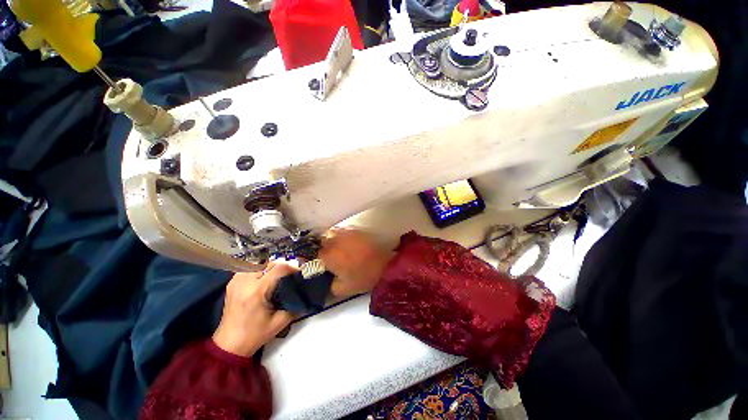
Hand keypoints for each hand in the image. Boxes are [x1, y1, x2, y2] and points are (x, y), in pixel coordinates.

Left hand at [212, 262, 295, 356]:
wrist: (229, 344)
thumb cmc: (255, 334)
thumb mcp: (280, 322)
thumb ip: (295, 305)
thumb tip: (306, 292)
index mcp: (257, 292)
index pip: (279, 268)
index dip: (292, 268)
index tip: (299, 273)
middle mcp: (245, 282)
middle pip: (270, 264)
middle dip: (282, 269)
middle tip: (289, 278)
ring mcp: (237, 280)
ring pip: (261, 264)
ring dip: (271, 269)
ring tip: (277, 279)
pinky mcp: (233, 282)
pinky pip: (251, 269)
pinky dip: (261, 271)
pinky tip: (264, 281)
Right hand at [318, 228, 394, 297]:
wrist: (384, 265)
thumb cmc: (362, 277)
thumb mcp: (342, 289)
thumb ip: (329, 285)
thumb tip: (327, 279)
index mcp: (328, 255)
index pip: (317, 254)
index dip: (322, 260)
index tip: (327, 265)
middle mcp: (334, 241)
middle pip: (323, 241)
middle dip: (326, 248)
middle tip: (333, 257)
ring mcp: (345, 233)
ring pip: (332, 233)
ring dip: (333, 240)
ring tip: (340, 248)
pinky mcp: (356, 230)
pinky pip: (343, 231)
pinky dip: (343, 236)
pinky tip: (349, 243)